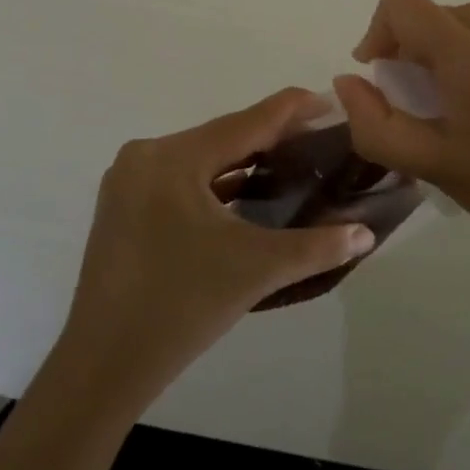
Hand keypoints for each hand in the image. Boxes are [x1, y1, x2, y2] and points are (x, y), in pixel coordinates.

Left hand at [55, 89, 375, 409]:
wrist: (102, 369)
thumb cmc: (179, 308)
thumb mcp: (254, 270)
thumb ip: (316, 247)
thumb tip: (367, 234)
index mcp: (172, 158)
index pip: (244, 123)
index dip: (290, 110)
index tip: (328, 99)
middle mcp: (145, 156)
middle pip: (222, 138)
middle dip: (270, 137)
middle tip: (318, 136)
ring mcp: (128, 182)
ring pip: (201, 160)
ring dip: (243, 161)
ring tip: (291, 160)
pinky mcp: (124, 208)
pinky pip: (181, 181)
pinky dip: (216, 183)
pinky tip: (247, 191)